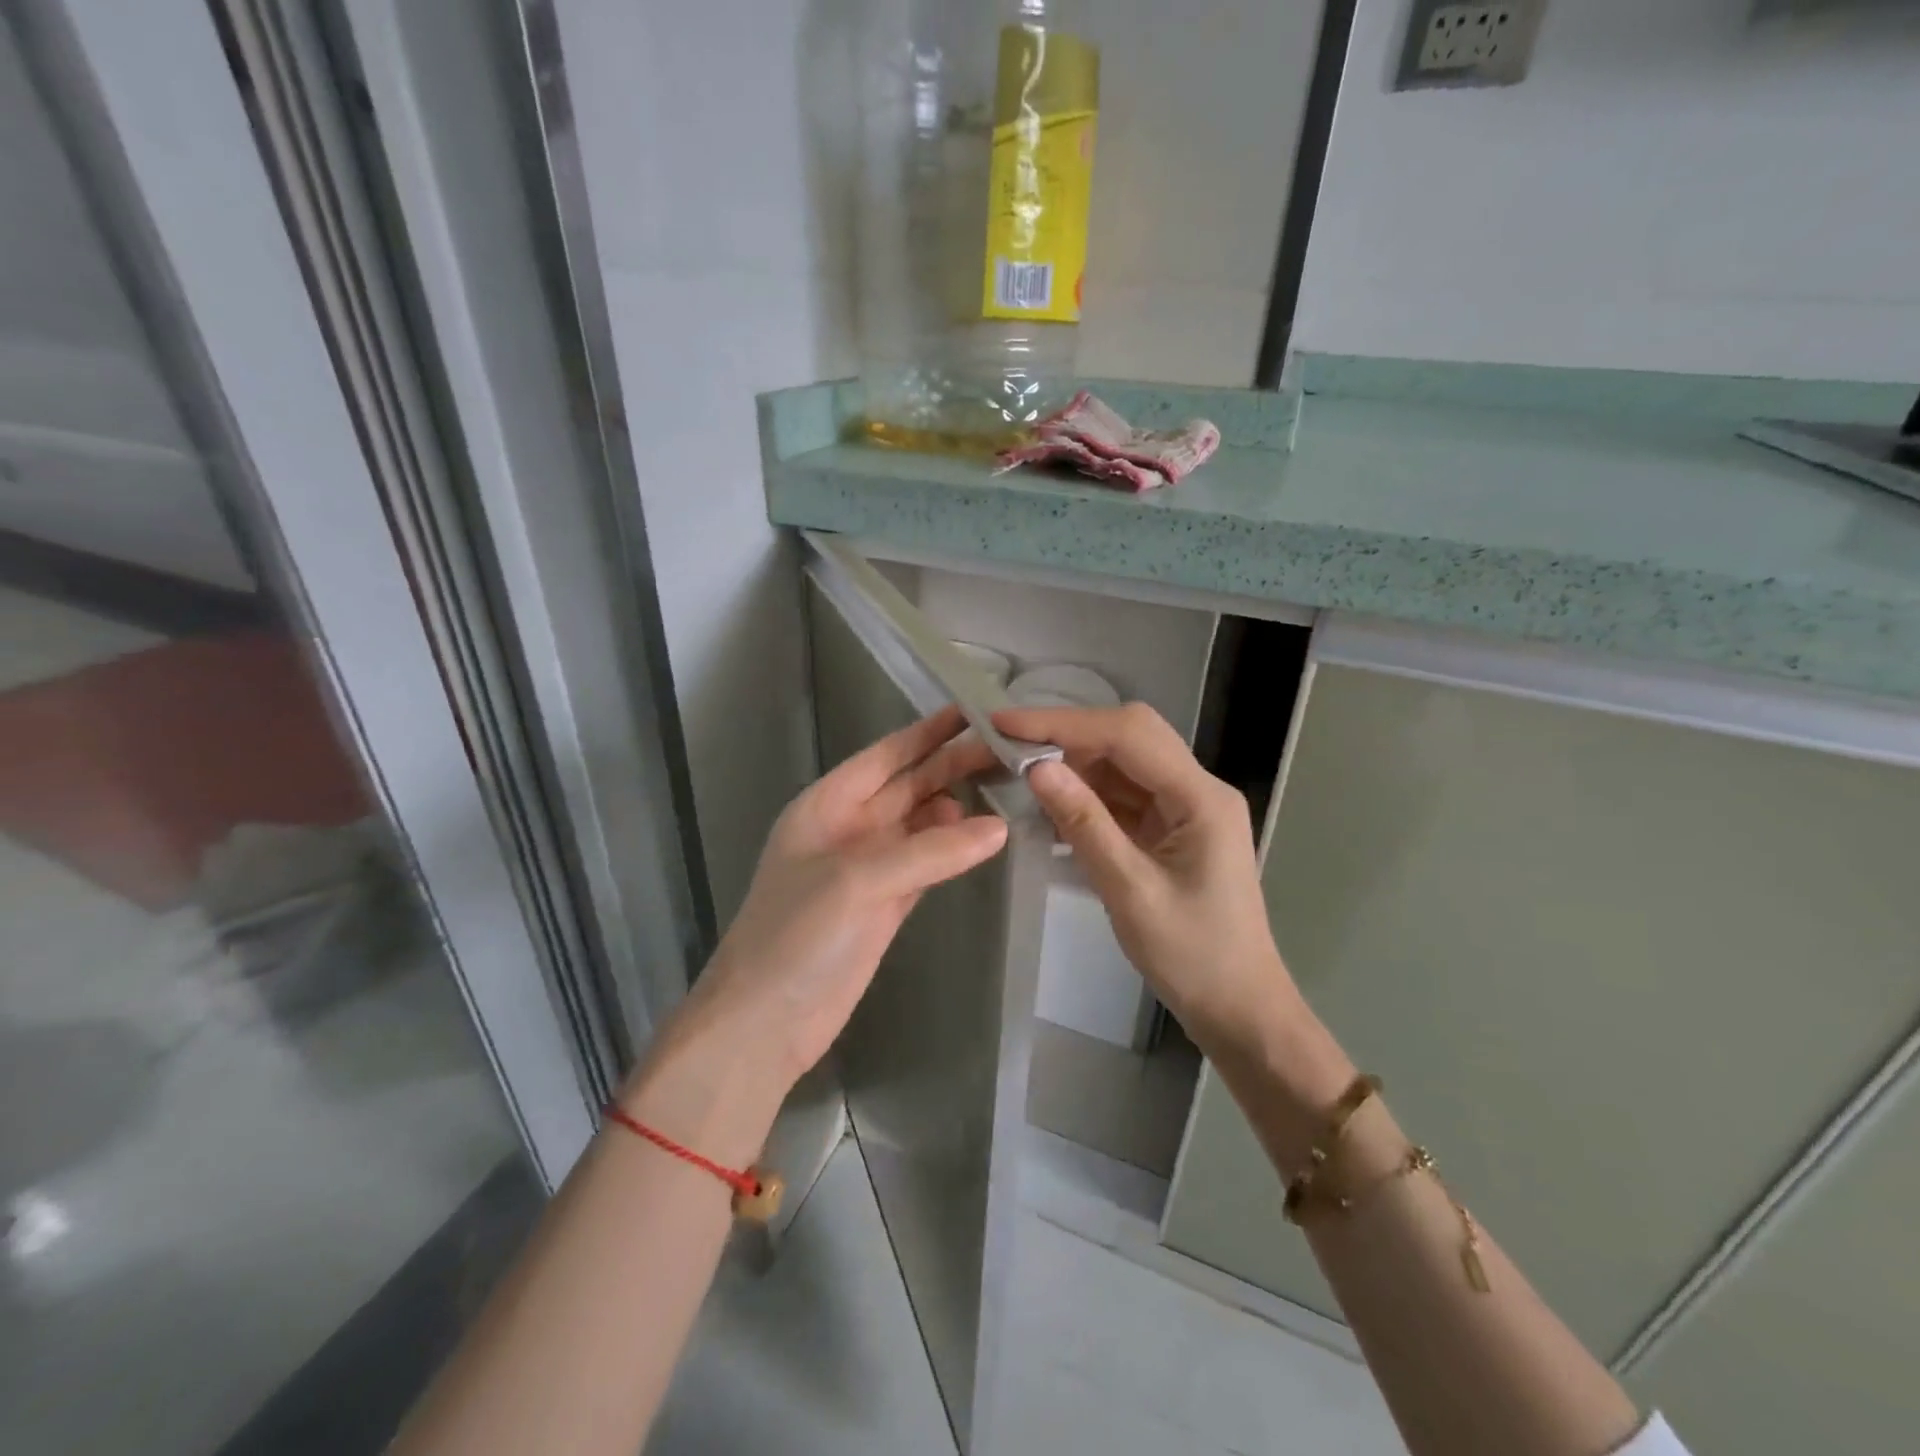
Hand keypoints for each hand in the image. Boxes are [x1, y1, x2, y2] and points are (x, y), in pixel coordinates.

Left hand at [634, 707, 1008, 1147]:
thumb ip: (929, 851)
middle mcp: (849, 829)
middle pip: (909, 786)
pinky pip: (928, 864)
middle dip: (952, 766)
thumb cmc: (796, 936)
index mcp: (826, 806)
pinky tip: (986, 836)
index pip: (884, 756)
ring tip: (1008, 786)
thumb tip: (998, 827)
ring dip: (958, 806)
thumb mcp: (857, 881)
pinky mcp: (887, 906)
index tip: (972, 711)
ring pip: (922, 824)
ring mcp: (869, 869)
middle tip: (1008, 749)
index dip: (926, 733)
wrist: (765, 1023)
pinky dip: (955, 850)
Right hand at [991, 704, 1340, 1091]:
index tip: (1006, 722)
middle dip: (1069, 736)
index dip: (1063, 724)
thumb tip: (1036, 767)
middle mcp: (1198, 789)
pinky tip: (1052, 808)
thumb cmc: (1192, 957)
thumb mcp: (1130, 891)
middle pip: (1129, 737)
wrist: (1238, 1007)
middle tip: (1011, 746)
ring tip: (1022, 774)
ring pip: (1123, 764)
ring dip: (1075, 766)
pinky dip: (1087, 797)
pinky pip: (1124, 796)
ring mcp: (1186, 808)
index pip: (1126, 735)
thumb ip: (1084, 823)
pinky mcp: (1172, 828)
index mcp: (1201, 797)